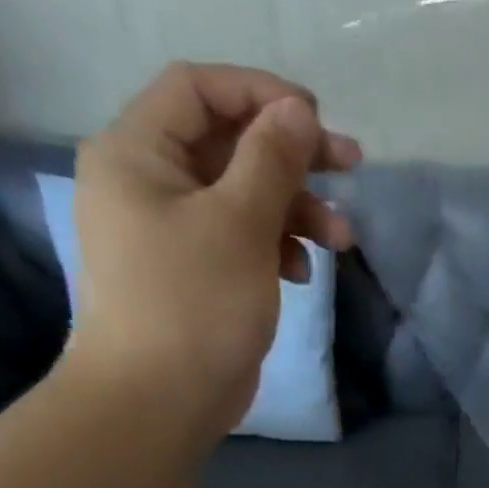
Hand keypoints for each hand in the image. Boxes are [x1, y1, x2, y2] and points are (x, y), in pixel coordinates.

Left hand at [68, 62, 361, 439]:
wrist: (158, 398)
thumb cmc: (193, 302)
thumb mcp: (239, 224)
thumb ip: (271, 161)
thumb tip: (298, 109)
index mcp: (137, 152)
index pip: (198, 90)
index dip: (261, 94)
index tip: (319, 120)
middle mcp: (148, 180)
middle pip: (228, 142)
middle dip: (292, 157)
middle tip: (351, 167)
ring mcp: (171, 227)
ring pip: (243, 194)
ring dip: (296, 209)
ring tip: (341, 240)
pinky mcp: (196, 268)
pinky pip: (242, 236)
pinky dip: (278, 244)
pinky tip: (302, 272)